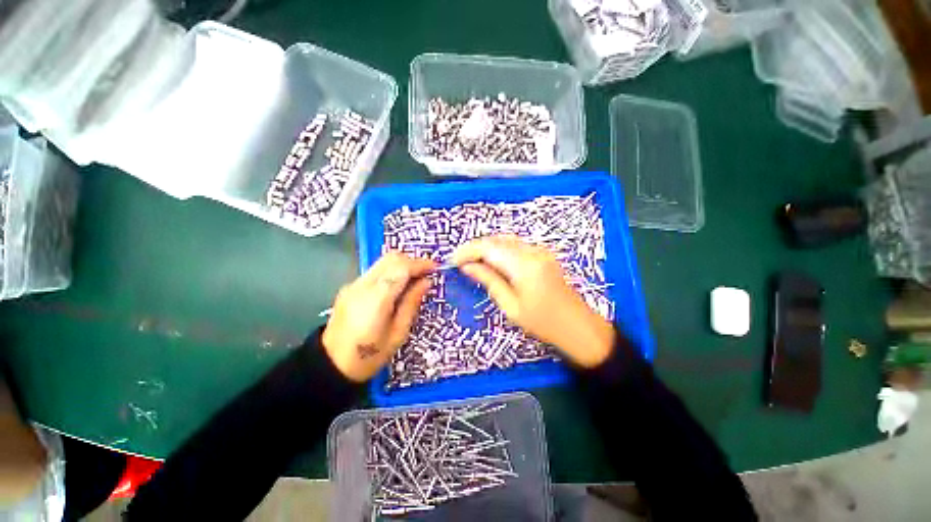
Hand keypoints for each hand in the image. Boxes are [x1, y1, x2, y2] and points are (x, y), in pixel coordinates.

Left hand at [322, 252, 435, 381]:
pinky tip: (398, 286)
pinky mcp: (350, 287)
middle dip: (412, 261)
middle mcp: (363, 285)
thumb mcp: (398, 333)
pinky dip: (391, 272)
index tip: (435, 268)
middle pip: (391, 258)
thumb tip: (426, 282)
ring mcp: (354, 285)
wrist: (331, 365)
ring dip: (402, 265)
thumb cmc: (369, 356)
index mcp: (376, 299)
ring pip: (383, 262)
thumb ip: (412, 303)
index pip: (401, 268)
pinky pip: (376, 271)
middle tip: (426, 273)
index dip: (420, 264)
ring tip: (415, 279)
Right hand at [452, 235, 614, 367]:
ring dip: (487, 247)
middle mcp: (533, 251)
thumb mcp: (511, 306)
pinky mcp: (543, 254)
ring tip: (473, 262)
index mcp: (524, 266)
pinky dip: (500, 249)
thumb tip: (467, 267)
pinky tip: (492, 262)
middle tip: (461, 263)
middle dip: (475, 248)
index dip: (467, 251)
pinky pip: (516, 245)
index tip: (453, 261)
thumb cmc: (543, 323)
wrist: (578, 326)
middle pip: (496, 240)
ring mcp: (540, 250)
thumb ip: (489, 281)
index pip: (488, 248)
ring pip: (505, 240)